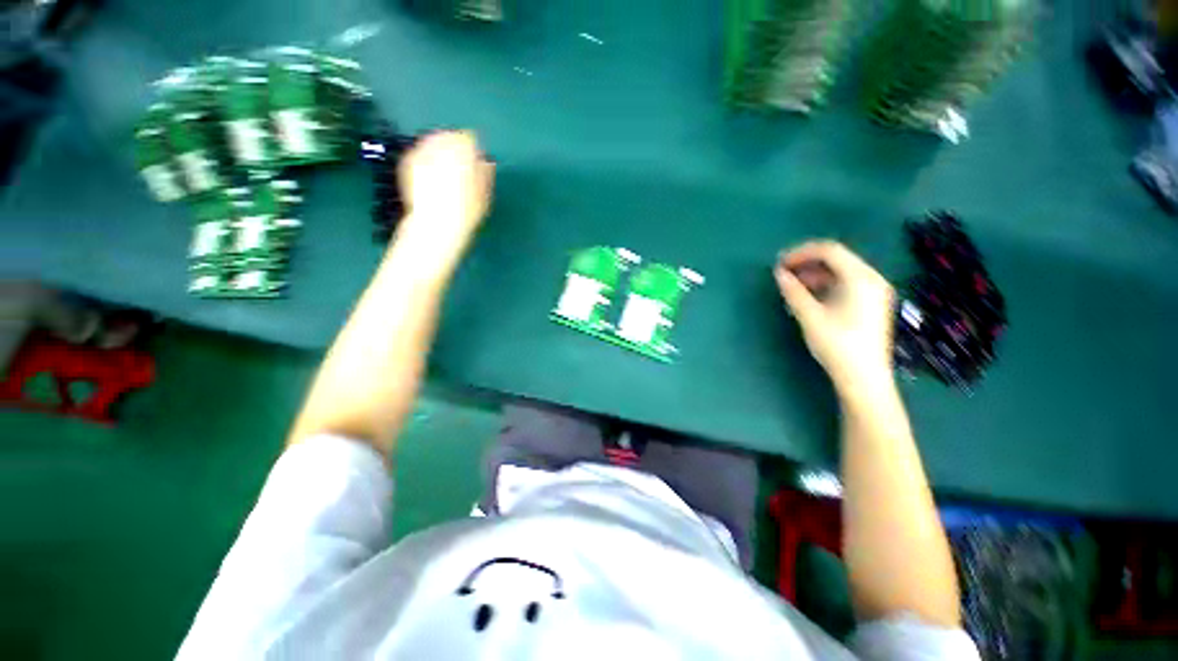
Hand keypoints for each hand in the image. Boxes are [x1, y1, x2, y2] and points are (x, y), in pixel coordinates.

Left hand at [395, 130, 494, 256]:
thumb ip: (485, 175)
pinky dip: (424, 158)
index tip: (475, 158)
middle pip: (447, 136)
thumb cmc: (464, 212)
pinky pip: (417, 153)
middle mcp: (439, 149)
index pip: (468, 139)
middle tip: (459, 160)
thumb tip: (487, 163)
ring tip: (443, 167)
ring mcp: (421, 155)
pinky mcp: (407, 165)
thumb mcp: (483, 195)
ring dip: (438, 150)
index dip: (473, 147)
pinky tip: (429, 172)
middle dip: (453, 145)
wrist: (436, 225)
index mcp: (462, 153)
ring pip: (430, 141)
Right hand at [775, 241, 895, 395]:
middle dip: (807, 263)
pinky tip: (808, 296)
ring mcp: (874, 292)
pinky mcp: (870, 304)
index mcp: (861, 278)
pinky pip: (845, 284)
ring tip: (791, 285)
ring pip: (840, 272)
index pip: (830, 251)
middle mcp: (872, 279)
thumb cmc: (837, 345)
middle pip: (837, 259)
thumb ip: (794, 292)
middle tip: (783, 273)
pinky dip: (824, 284)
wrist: (863, 378)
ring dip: (814, 274)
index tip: (779, 263)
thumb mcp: (810, 316)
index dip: (801, 253)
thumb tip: (779, 273)